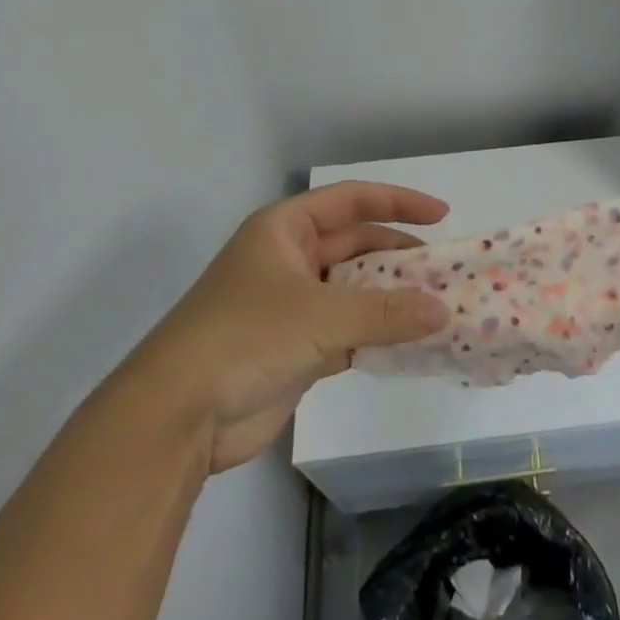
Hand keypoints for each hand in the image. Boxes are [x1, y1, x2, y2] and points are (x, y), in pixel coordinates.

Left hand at [127, 182, 452, 473]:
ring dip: (391, 298)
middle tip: (443, 270)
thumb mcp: (322, 316)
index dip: (398, 203)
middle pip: (355, 245)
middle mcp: (289, 259)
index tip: (441, 215)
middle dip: (399, 256)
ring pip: (353, 291)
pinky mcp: (294, 349)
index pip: (352, 200)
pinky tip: (409, 343)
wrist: (175, 419)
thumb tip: (443, 311)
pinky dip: (376, 335)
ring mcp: (290, 305)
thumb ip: (387, 311)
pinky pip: (347, 332)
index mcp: (286, 229)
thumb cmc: (246, 337)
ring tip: (436, 306)